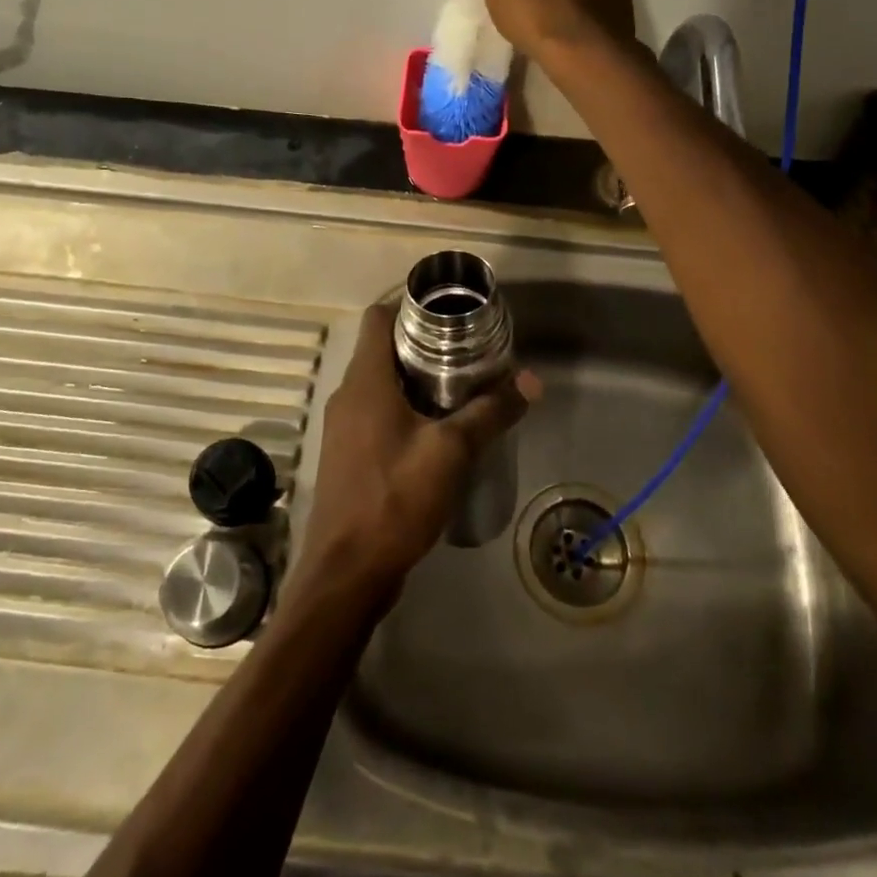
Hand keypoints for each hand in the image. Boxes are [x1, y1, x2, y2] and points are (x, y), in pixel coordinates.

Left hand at [291, 304, 538, 607]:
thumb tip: (531, 380)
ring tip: (461, 384)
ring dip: (416, 378)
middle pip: (383, 349)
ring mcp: (344, 426)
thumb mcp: (451, 451)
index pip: (379, 317)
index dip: (410, 305)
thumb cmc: (394, 499)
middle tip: (468, 348)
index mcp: (365, 381)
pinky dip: (405, 407)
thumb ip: (490, 412)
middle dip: (424, 343)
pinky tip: (439, 428)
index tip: (450, 310)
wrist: (346, 572)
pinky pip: (377, 413)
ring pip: (381, 383)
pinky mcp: (349, 454)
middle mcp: (348, 395)